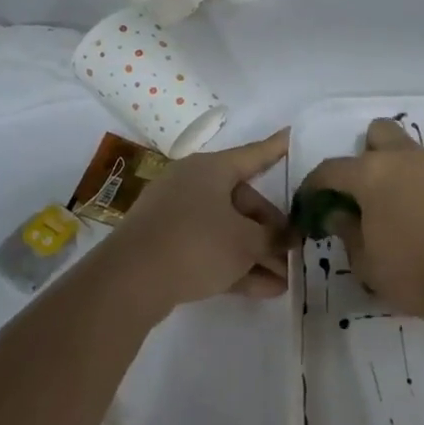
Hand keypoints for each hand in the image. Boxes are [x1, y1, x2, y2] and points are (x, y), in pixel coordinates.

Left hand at [110, 130, 291, 307]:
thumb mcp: (246, 242)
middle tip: (293, 252)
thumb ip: (273, 238)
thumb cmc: (196, 244)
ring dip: (256, 254)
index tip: (291, 135)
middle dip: (270, 231)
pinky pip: (209, 250)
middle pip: (242, 203)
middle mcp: (192, 185)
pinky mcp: (166, 246)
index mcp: (210, 169)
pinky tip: (263, 290)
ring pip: (227, 230)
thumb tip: (288, 238)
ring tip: (285, 280)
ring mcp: (176, 216)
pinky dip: (234, 265)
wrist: (130, 281)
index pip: (253, 155)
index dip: (276, 148)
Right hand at [300, 118, 423, 323]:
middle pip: (381, 133)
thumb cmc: (414, 274)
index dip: (316, 184)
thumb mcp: (366, 262)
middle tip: (367, 190)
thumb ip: (348, 231)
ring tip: (408, 214)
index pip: (332, 169)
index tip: (312, 201)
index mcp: (373, 175)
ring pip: (415, 156)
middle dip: (368, 152)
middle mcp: (408, 160)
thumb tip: (340, 214)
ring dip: (404, 176)